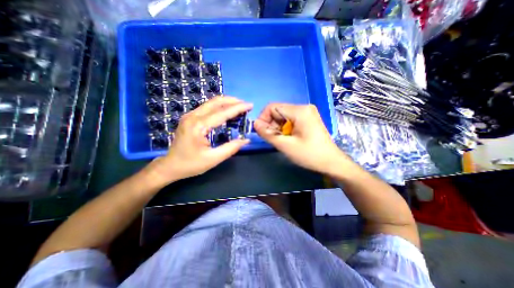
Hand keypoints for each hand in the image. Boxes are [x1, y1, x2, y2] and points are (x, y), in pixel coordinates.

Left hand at [145, 96, 252, 185]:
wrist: (170, 166)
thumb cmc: (191, 164)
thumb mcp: (213, 159)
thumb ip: (231, 148)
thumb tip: (246, 140)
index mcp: (198, 126)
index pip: (222, 113)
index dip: (238, 108)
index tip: (250, 105)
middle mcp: (193, 116)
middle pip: (215, 102)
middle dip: (233, 101)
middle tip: (245, 105)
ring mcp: (189, 115)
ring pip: (211, 103)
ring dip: (226, 103)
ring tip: (239, 107)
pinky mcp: (189, 118)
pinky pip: (207, 107)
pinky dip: (219, 107)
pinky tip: (226, 112)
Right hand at [252, 104, 348, 174]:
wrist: (331, 163)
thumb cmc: (309, 155)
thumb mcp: (285, 145)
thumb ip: (268, 134)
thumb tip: (255, 124)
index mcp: (299, 111)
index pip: (272, 107)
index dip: (263, 118)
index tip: (261, 132)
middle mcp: (303, 108)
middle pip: (278, 111)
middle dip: (271, 124)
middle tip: (271, 138)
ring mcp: (307, 113)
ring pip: (283, 116)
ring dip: (277, 127)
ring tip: (280, 140)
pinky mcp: (308, 119)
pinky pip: (290, 120)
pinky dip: (284, 128)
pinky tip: (287, 138)